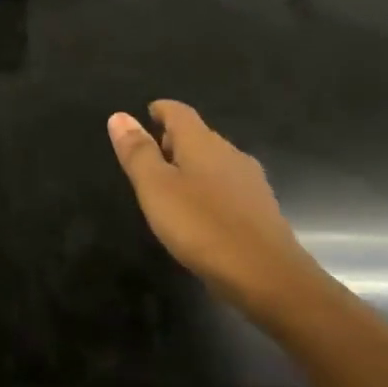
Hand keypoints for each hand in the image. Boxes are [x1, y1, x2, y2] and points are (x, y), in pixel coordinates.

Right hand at [108, 100, 323, 318]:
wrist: (267, 277)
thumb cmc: (202, 226)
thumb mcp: (156, 188)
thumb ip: (138, 152)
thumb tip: (119, 116)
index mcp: (203, 144)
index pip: (180, 113)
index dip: (162, 110)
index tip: (148, 112)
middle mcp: (230, 155)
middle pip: (199, 136)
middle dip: (175, 140)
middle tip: (151, 153)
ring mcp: (250, 184)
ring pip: (215, 163)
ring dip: (192, 166)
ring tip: (170, 185)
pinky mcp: (261, 212)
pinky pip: (228, 188)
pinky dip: (209, 190)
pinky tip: (200, 213)